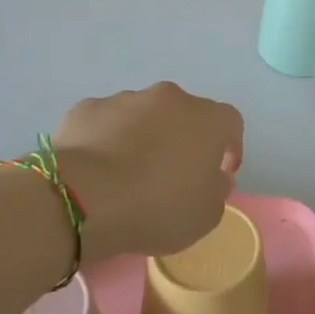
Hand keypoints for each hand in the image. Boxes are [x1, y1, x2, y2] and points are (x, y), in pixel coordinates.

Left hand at [52, 82, 244, 263]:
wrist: (85, 198)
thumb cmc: (158, 207)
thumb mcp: (206, 215)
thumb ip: (217, 190)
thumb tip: (213, 177)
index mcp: (207, 119)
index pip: (230, 124)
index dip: (227, 148)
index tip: (218, 174)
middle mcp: (170, 98)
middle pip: (184, 114)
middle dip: (181, 139)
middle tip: (171, 174)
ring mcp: (125, 99)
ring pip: (142, 116)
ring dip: (142, 137)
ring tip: (126, 174)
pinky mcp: (87, 109)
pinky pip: (105, 123)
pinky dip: (105, 139)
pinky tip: (96, 170)